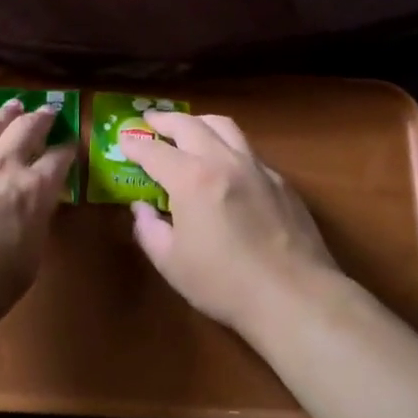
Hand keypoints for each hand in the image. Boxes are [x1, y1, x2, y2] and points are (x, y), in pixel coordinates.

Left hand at [0, 99, 73, 339]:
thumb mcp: (28, 262)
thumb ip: (35, 226)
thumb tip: (35, 209)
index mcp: (34, 190)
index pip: (59, 158)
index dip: (68, 150)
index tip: (72, 146)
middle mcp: (4, 166)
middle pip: (27, 127)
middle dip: (42, 117)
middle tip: (50, 111)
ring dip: (8, 113)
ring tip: (16, 106)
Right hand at [120, 113, 349, 341]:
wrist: (294, 296)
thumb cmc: (224, 283)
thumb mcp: (171, 263)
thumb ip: (149, 229)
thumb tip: (141, 208)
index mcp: (191, 179)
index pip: (154, 151)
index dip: (135, 144)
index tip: (124, 141)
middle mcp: (223, 161)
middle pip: (190, 125)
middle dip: (165, 120)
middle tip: (151, 122)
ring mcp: (257, 167)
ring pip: (225, 127)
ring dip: (200, 123)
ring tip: (189, 130)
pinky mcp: (281, 181)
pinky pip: (248, 150)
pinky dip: (228, 146)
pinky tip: (225, 165)